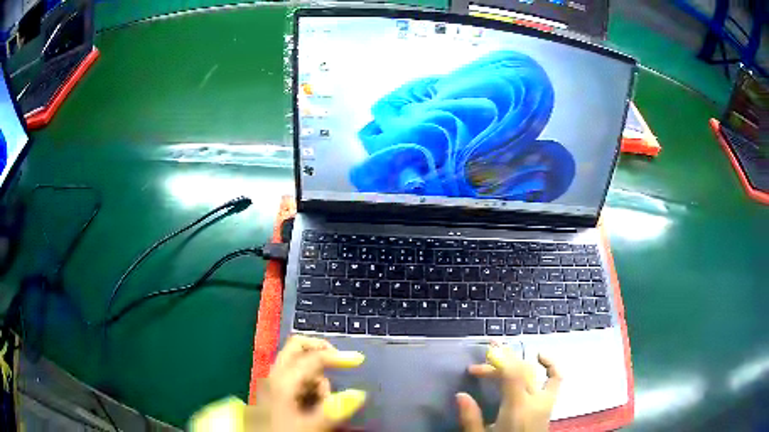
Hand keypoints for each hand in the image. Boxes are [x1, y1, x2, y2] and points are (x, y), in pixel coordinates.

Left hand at [248, 335, 365, 431]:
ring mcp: (272, 383)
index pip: (314, 358)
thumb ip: (334, 410)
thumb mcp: (311, 426)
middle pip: (297, 347)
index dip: (338, 357)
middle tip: (339, 361)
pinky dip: (308, 385)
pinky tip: (313, 404)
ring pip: (297, 366)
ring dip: (316, 376)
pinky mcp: (273, 393)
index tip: (359, 360)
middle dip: (319, 350)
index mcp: (283, 380)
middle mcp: (275, 375)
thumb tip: (359, 393)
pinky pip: (294, 379)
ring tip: (325, 401)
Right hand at [456, 341, 561, 431]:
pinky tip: (539, 356)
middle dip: (502, 359)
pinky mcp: (550, 404)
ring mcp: (546, 401)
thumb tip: (460, 395)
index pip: (513, 375)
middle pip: (521, 371)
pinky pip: (555, 379)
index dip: (501, 359)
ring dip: (516, 361)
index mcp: (518, 409)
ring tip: (500, 356)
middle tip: (483, 355)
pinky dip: (550, 365)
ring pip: (534, 372)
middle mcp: (535, 401)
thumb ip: (471, 419)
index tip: (486, 352)